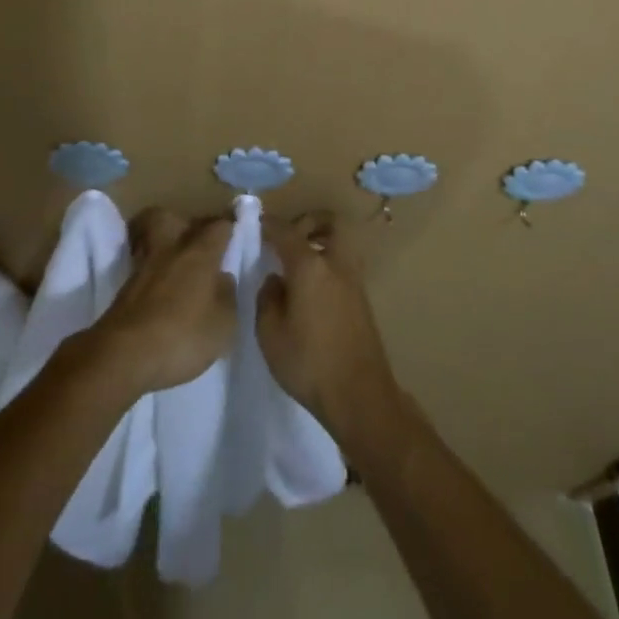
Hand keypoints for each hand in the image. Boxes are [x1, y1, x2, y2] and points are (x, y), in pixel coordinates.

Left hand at [84, 209, 236, 396]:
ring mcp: (142, 269)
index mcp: (199, 253)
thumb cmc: (182, 336)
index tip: (234, 231)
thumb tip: (223, 277)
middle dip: (180, 223)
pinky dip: (151, 274)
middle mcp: (169, 250)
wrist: (124, 355)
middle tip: (193, 241)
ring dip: (161, 248)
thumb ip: (227, 295)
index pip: (218, 226)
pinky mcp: (123, 291)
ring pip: (150, 241)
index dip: (228, 227)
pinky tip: (160, 292)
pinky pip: (141, 269)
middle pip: (168, 217)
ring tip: (175, 268)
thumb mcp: (223, 324)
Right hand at [257, 214, 400, 441]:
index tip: (256, 223)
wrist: (360, 396)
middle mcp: (335, 264)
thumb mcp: (270, 334)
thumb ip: (267, 298)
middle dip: (309, 222)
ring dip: (321, 244)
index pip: (286, 231)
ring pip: (340, 244)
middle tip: (289, 238)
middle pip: (330, 223)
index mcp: (309, 266)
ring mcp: (353, 281)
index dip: (269, 224)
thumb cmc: (309, 362)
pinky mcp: (362, 300)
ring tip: (297, 267)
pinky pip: (343, 266)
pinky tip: (311, 291)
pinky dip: (328, 266)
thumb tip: (275, 280)